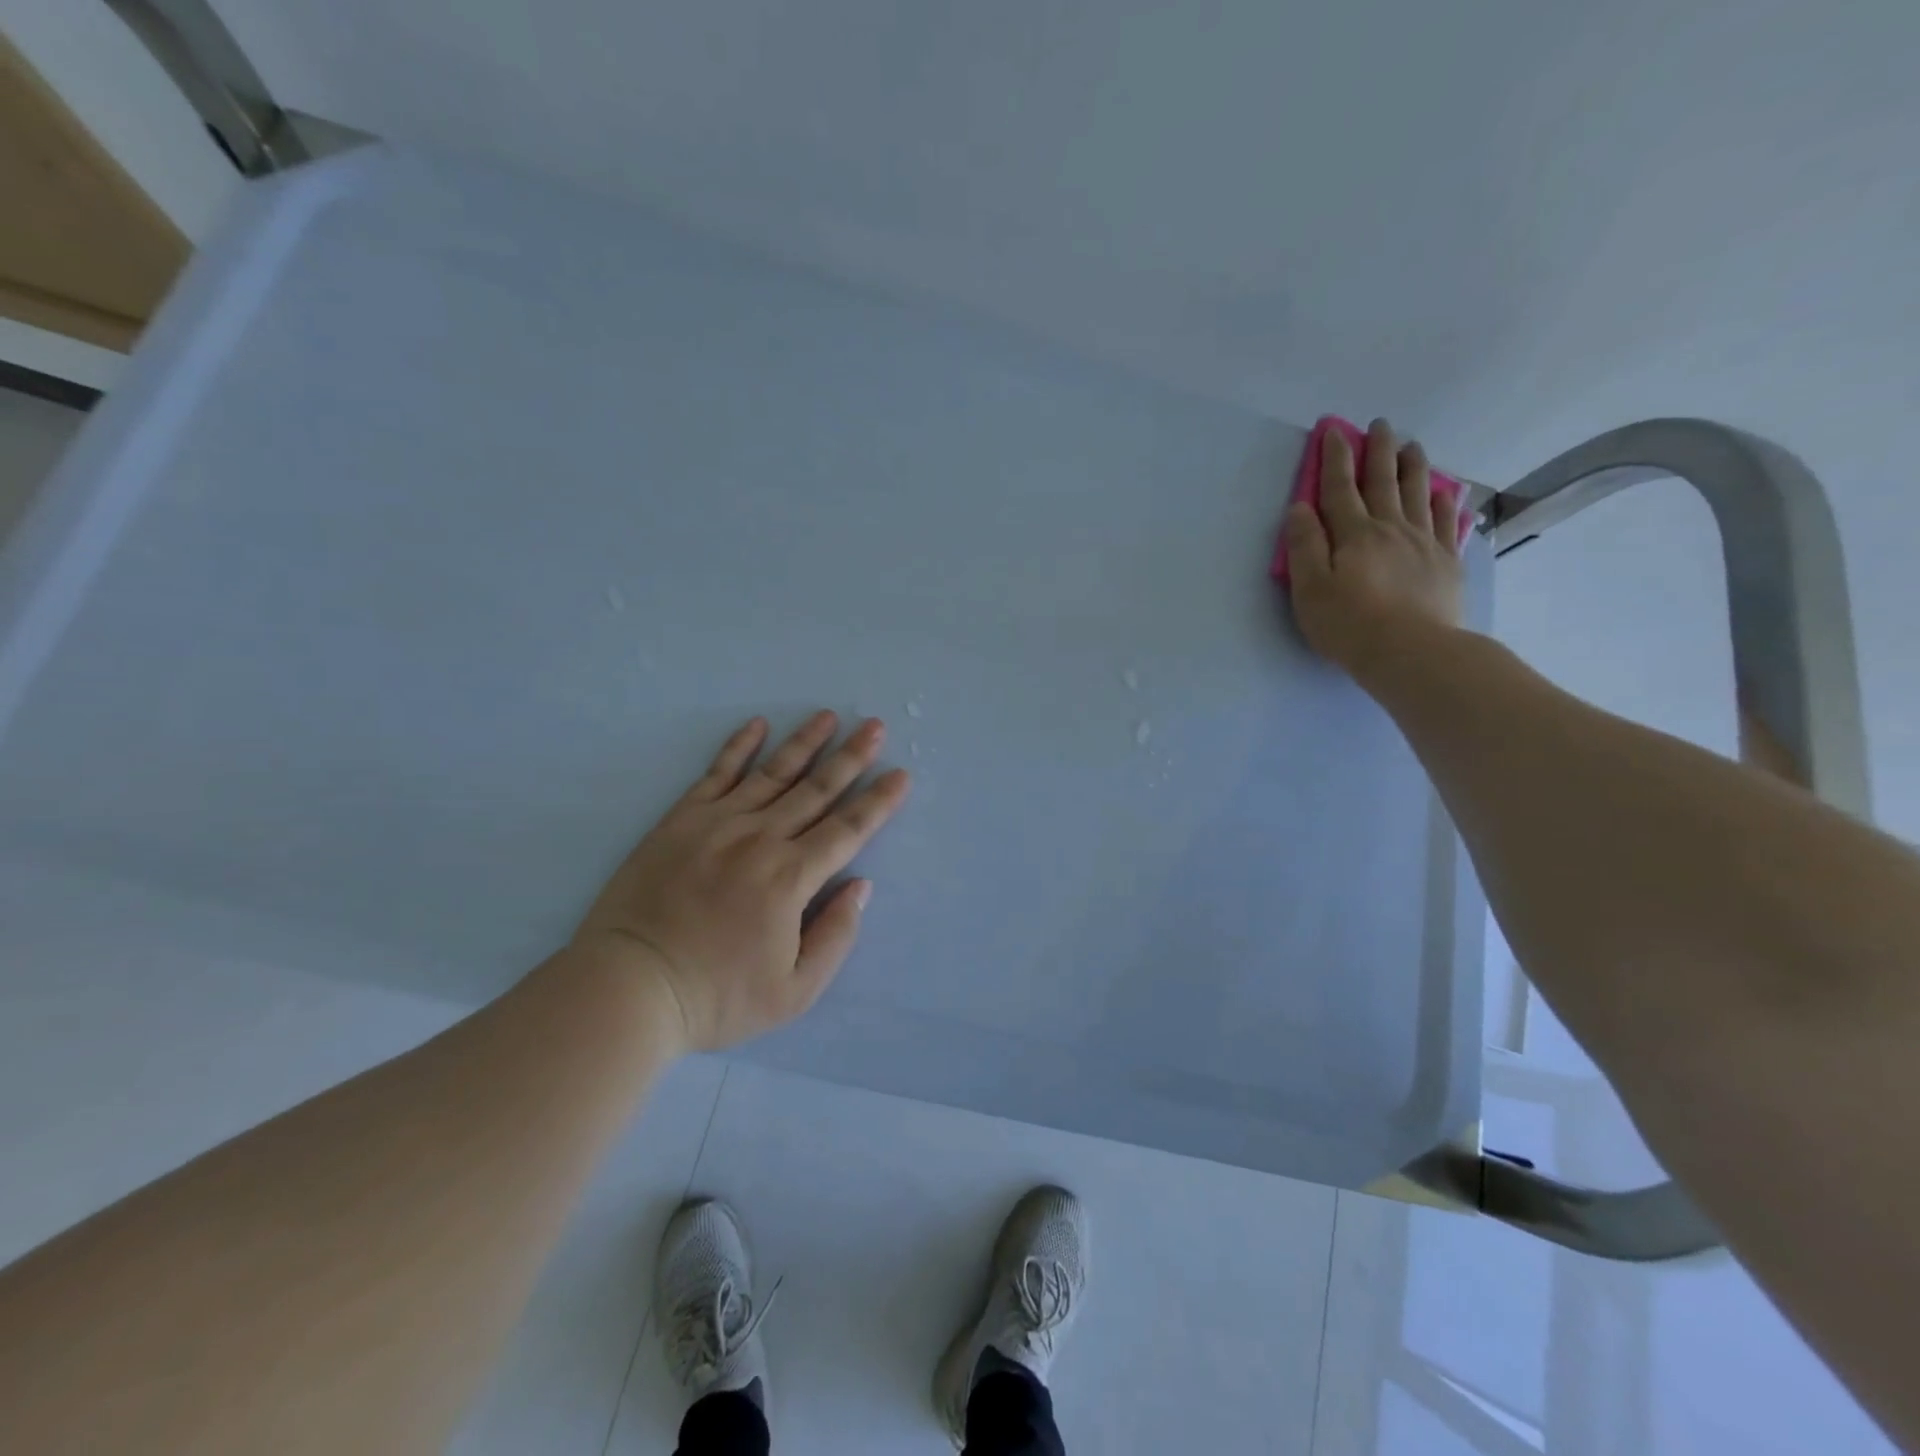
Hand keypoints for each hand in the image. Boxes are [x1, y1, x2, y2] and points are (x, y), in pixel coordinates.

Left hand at [572, 712, 910, 1052]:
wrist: (629, 988)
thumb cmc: (716, 997)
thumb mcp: (793, 992)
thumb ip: (835, 937)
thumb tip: (860, 886)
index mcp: (791, 878)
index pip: (847, 830)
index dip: (878, 802)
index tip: (900, 774)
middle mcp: (760, 839)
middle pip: (816, 790)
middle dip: (851, 757)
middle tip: (875, 726)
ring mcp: (718, 824)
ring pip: (773, 773)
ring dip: (805, 742)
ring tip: (829, 716)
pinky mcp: (681, 820)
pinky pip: (716, 774)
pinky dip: (739, 747)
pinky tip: (757, 725)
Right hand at [1285, 418, 1464, 675]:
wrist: (1412, 652)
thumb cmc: (1350, 625)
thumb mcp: (1310, 590)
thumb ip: (1304, 547)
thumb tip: (1299, 508)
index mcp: (1354, 535)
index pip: (1339, 489)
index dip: (1334, 459)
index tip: (1333, 431)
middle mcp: (1391, 529)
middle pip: (1383, 482)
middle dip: (1378, 451)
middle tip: (1380, 425)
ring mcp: (1423, 543)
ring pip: (1417, 494)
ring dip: (1413, 467)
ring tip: (1412, 445)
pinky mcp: (1446, 563)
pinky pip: (1445, 523)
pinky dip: (1442, 503)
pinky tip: (1443, 492)